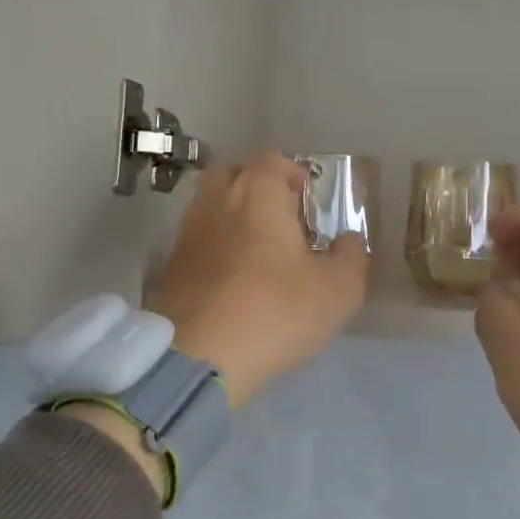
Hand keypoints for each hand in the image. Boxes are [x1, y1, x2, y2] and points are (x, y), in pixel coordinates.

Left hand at [146, 150, 369, 405]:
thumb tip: (349, 239)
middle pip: (232, 174)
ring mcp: (186, 234)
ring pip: (210, 207)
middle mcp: (216, 202)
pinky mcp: (167, 267)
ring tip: (256, 251)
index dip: (293, 174)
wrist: (197, 358)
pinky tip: (230, 278)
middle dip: (256, 187)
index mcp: (257, 193)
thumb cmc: (275, 312)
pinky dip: (213, 248)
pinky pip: (196, 242)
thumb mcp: (338, 290)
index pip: (272, 160)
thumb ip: (351, 257)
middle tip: (280, 218)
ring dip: (232, 218)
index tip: (308, 200)